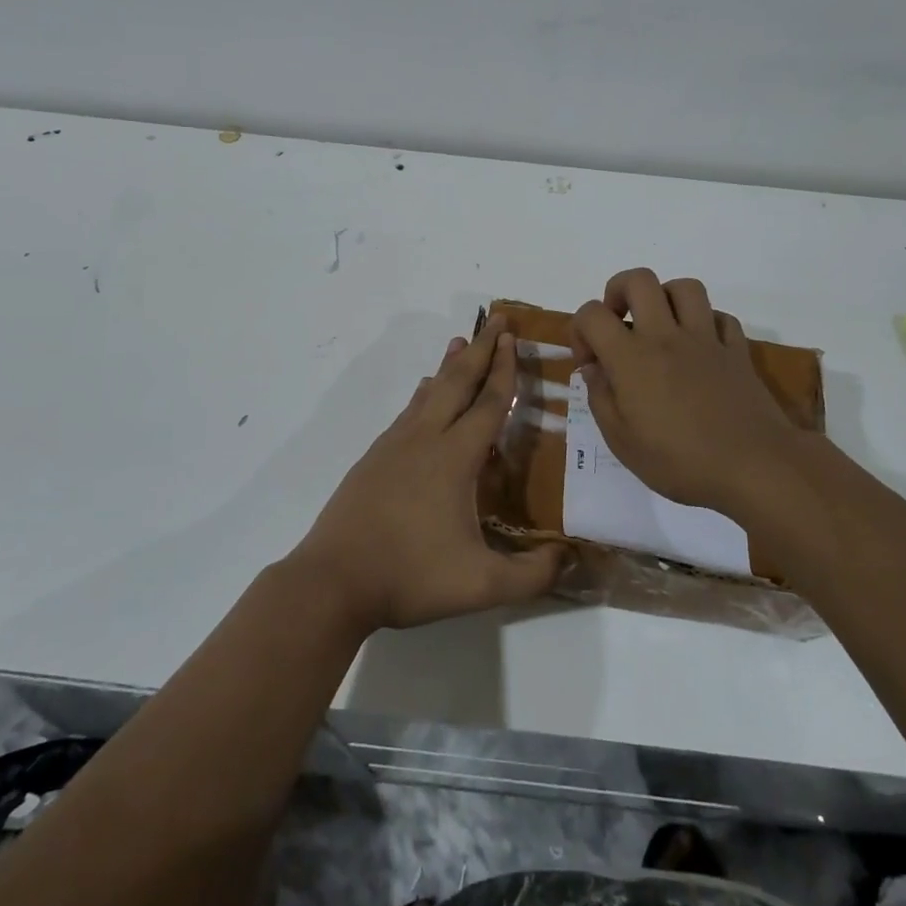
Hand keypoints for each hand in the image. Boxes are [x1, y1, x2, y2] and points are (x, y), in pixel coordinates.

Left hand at [287, 314, 565, 632]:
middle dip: (480, 349)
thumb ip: (532, 575)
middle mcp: (425, 439)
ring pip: (429, 393)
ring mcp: (395, 446)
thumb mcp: (482, 585)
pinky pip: (408, 412)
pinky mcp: (374, 458)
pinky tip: (423, 393)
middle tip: (495, 320)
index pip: (488, 403)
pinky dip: (424, 394)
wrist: (334, 580)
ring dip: (449, 366)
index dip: (504, 370)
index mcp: (455, 458)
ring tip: (459, 342)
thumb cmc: (410, 575)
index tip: (512, 338)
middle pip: (458, 383)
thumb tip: (571, 558)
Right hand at [570, 268, 809, 517]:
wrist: (755, 467)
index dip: (580, 330)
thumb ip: (601, 399)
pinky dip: (706, 323)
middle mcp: (666, 336)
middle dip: (618, 292)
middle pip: (639, 280)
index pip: (592, 314)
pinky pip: (720, 317)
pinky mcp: (737, 350)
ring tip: (660, 326)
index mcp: (631, 358)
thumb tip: (593, 370)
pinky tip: (699, 347)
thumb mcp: (622, 443)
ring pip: (684, 288)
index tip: (589, 363)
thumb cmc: (681, 461)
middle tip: (619, 323)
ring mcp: (706, 339)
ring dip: (665, 298)